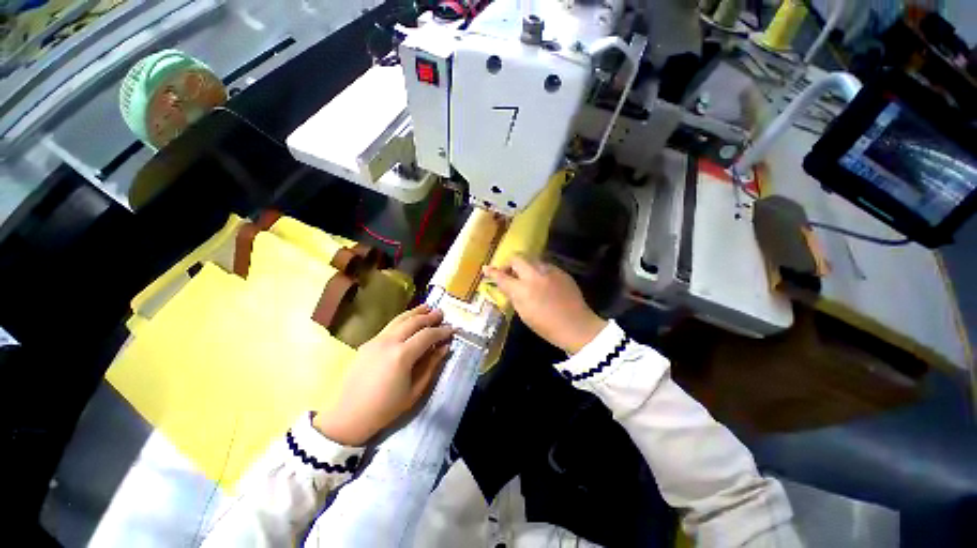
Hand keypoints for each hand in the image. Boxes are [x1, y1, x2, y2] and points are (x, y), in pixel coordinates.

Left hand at [314, 305, 454, 445]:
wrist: (349, 416)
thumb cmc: (386, 408)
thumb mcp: (415, 390)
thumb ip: (431, 365)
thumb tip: (445, 347)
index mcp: (402, 355)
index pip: (427, 335)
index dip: (441, 331)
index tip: (452, 329)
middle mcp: (389, 342)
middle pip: (413, 322)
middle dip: (429, 316)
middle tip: (441, 313)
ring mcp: (376, 340)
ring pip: (399, 319)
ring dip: (415, 312)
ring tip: (427, 307)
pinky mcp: (368, 343)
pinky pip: (390, 326)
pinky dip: (403, 319)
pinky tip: (408, 320)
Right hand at [483, 255, 606, 354]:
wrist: (576, 326)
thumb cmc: (546, 326)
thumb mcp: (523, 313)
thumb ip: (513, 296)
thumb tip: (506, 285)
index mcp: (522, 290)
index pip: (502, 277)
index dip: (492, 272)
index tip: (486, 268)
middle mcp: (534, 276)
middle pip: (517, 258)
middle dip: (510, 263)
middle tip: (509, 272)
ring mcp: (550, 271)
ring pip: (532, 259)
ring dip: (525, 265)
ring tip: (527, 277)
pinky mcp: (561, 272)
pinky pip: (546, 265)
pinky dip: (539, 270)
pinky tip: (543, 282)